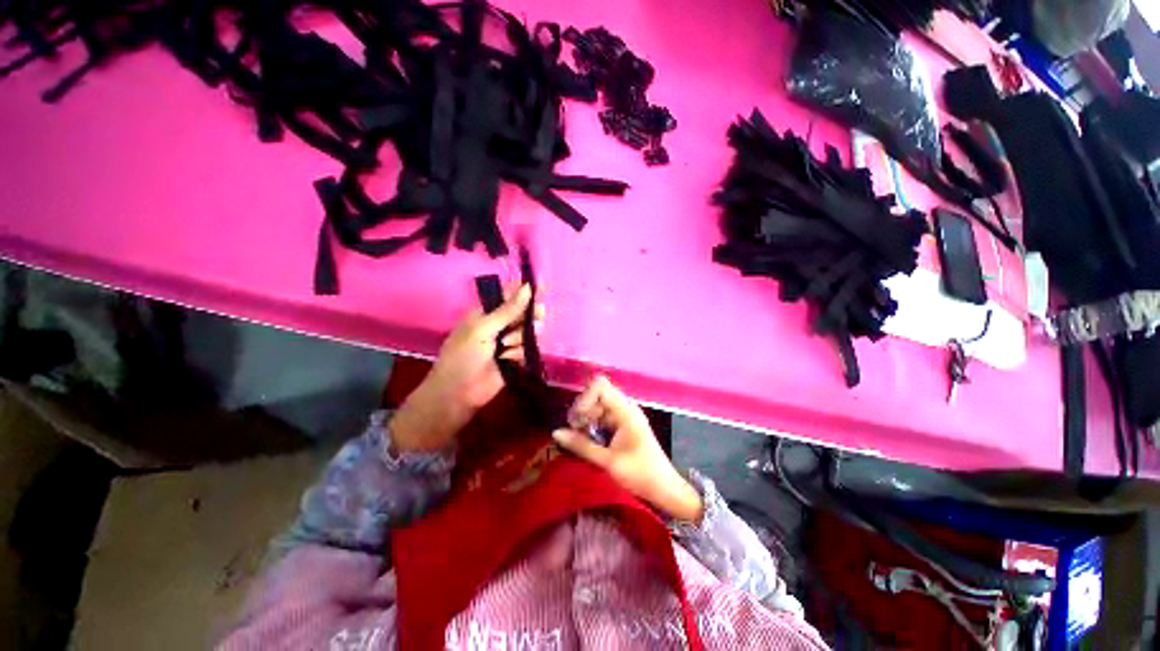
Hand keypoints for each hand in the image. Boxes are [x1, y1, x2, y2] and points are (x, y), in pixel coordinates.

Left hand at [392, 283, 540, 452]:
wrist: (459, 394)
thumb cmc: (463, 356)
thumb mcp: (483, 328)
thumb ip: (508, 310)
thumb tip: (527, 287)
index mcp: (486, 312)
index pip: (509, 295)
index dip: (524, 291)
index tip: (541, 288)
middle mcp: (499, 325)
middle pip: (524, 313)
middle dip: (530, 314)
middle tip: (538, 315)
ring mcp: (508, 342)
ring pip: (529, 331)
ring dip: (522, 336)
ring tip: (508, 345)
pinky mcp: (515, 359)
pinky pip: (528, 349)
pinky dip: (520, 353)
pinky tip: (508, 359)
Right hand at [552, 376, 703, 521]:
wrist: (665, 490)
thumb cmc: (640, 474)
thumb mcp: (608, 462)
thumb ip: (581, 445)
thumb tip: (556, 432)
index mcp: (625, 410)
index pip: (600, 385)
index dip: (585, 397)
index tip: (577, 420)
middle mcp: (624, 407)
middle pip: (596, 394)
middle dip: (582, 410)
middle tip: (574, 431)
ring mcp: (623, 416)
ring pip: (597, 406)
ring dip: (585, 419)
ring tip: (579, 438)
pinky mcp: (622, 426)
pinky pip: (602, 417)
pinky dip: (592, 425)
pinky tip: (588, 441)